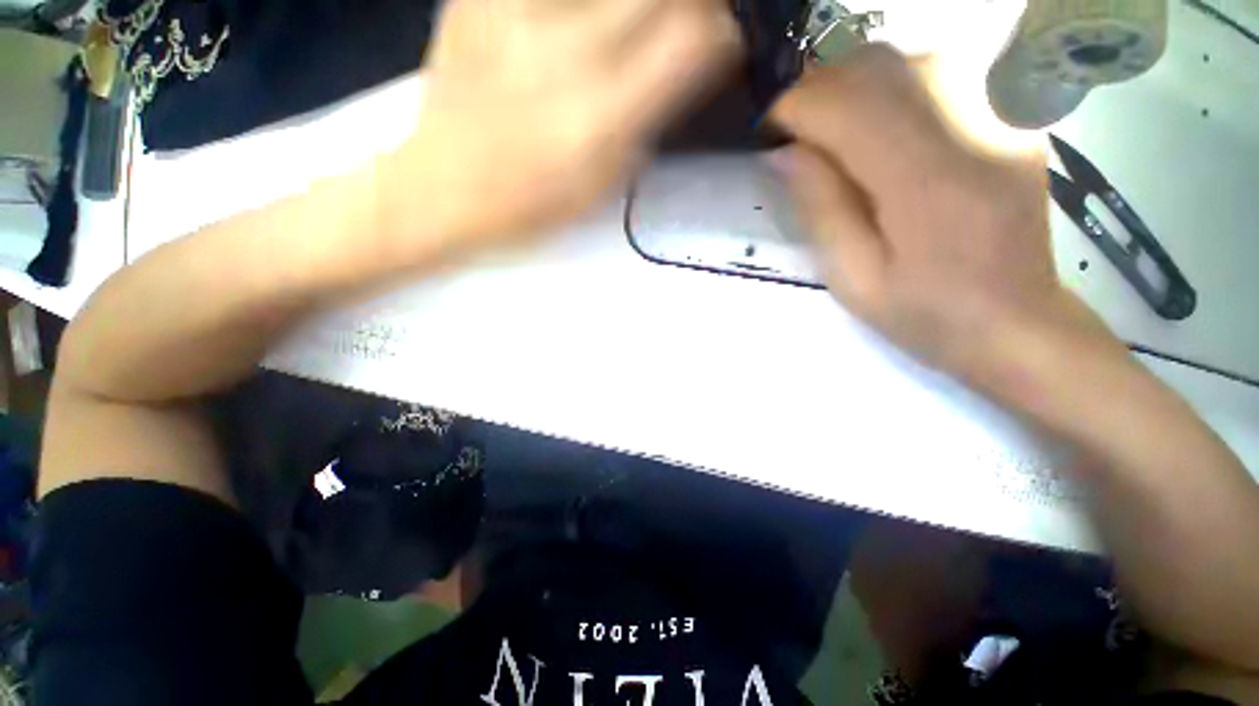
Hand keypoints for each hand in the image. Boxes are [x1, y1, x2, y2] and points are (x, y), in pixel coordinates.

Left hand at [391, 0, 740, 246]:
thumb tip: (685, 71)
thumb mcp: (602, 185)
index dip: (722, 34)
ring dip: (639, 6)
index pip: (691, 44)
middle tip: (691, 24)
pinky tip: (584, 23)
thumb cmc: (530, 206)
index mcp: (599, 117)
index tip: (726, 42)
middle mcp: (565, 51)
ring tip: (633, 29)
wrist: (442, 187)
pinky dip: (583, 5)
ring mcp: (517, 11)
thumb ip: (646, 124)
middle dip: (693, 7)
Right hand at [769, 45, 1112, 378]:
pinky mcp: (1009, 118)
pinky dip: (891, 88)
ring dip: (854, 85)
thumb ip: (820, 209)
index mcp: (928, 183)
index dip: (797, 108)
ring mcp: (999, 116)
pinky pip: (939, 73)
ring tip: (829, 129)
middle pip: (879, 68)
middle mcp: (971, 129)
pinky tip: (876, 127)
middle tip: (793, 131)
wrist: (1016, 322)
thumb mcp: (853, 277)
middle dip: (820, 90)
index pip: (849, 109)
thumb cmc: (925, 314)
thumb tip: (785, 153)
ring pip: (908, 60)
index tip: (766, 131)